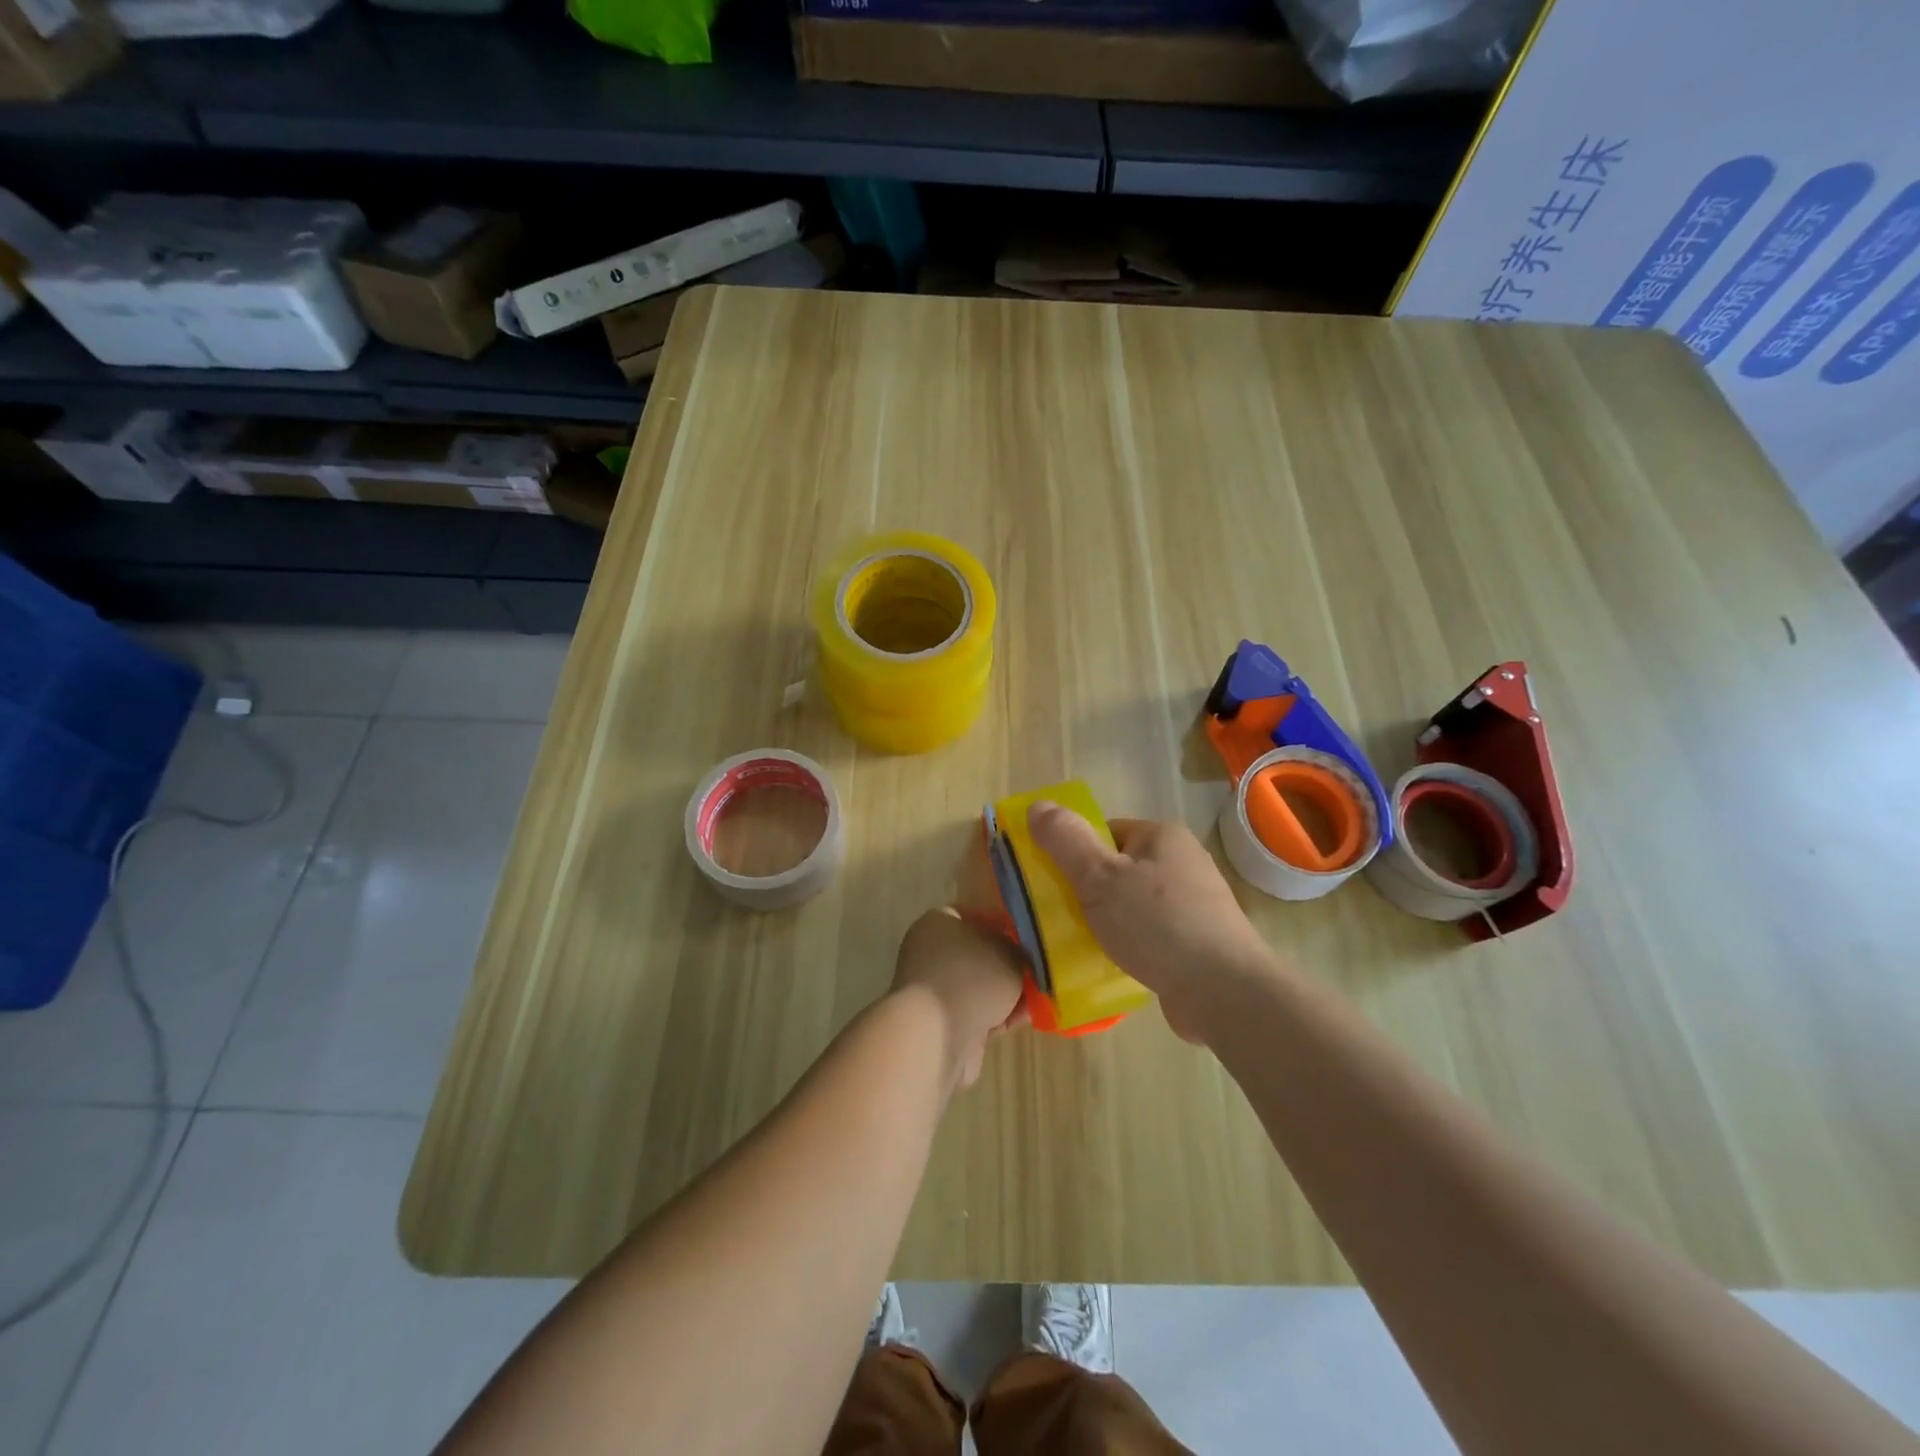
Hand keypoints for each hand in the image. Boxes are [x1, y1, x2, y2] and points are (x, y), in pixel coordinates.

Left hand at [891, 908, 1027, 1088]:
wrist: (938, 1035)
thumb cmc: (972, 977)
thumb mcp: (1008, 953)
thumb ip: (1017, 949)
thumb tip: (1018, 955)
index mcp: (937, 923)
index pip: (971, 914)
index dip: (1000, 922)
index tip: (1025, 934)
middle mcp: (931, 953)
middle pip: (977, 953)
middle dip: (1007, 962)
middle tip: (1036, 967)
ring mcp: (936, 991)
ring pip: (979, 986)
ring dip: (1007, 992)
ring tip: (1041, 995)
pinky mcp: (944, 1023)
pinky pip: (978, 1013)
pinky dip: (1001, 1015)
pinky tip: (1029, 1018)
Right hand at [1025, 802, 1280, 1044]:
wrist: (1223, 991)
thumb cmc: (1157, 924)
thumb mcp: (1099, 877)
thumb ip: (1066, 841)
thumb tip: (1037, 805)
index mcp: (1161, 836)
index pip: (1105, 832)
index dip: (1076, 855)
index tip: (1056, 885)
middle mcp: (1183, 861)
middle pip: (1119, 868)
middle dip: (1089, 891)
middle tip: (1064, 917)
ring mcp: (1195, 902)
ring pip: (1133, 902)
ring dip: (1109, 920)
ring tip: (1086, 943)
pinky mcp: (1199, 940)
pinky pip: (1152, 932)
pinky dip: (1132, 944)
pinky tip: (1118, 962)